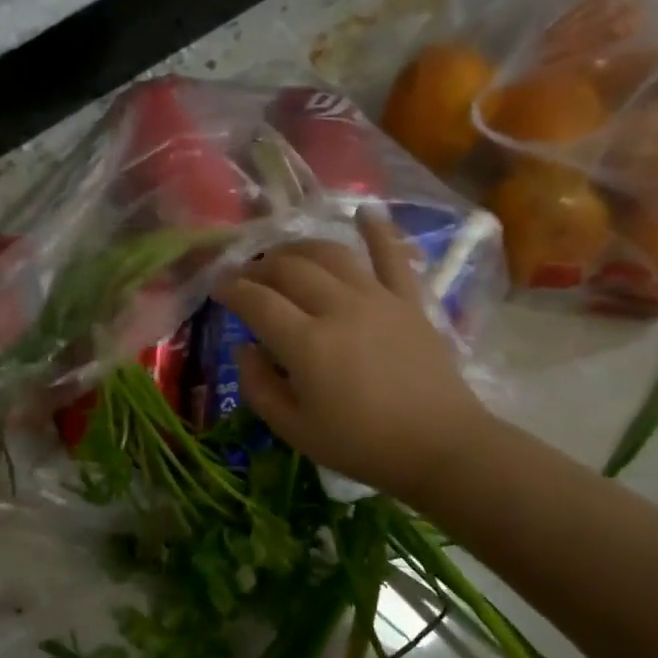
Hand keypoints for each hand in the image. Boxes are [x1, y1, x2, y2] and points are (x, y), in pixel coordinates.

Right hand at [211, 211, 492, 499]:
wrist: (440, 447)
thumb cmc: (361, 445)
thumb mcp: (294, 430)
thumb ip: (258, 387)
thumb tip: (245, 349)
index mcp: (306, 343)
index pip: (257, 302)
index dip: (231, 291)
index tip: (218, 289)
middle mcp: (338, 308)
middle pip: (289, 269)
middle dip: (259, 267)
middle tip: (246, 276)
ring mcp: (378, 298)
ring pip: (331, 254)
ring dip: (300, 248)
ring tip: (284, 255)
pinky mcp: (409, 300)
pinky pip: (392, 255)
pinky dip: (377, 230)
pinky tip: (365, 211)